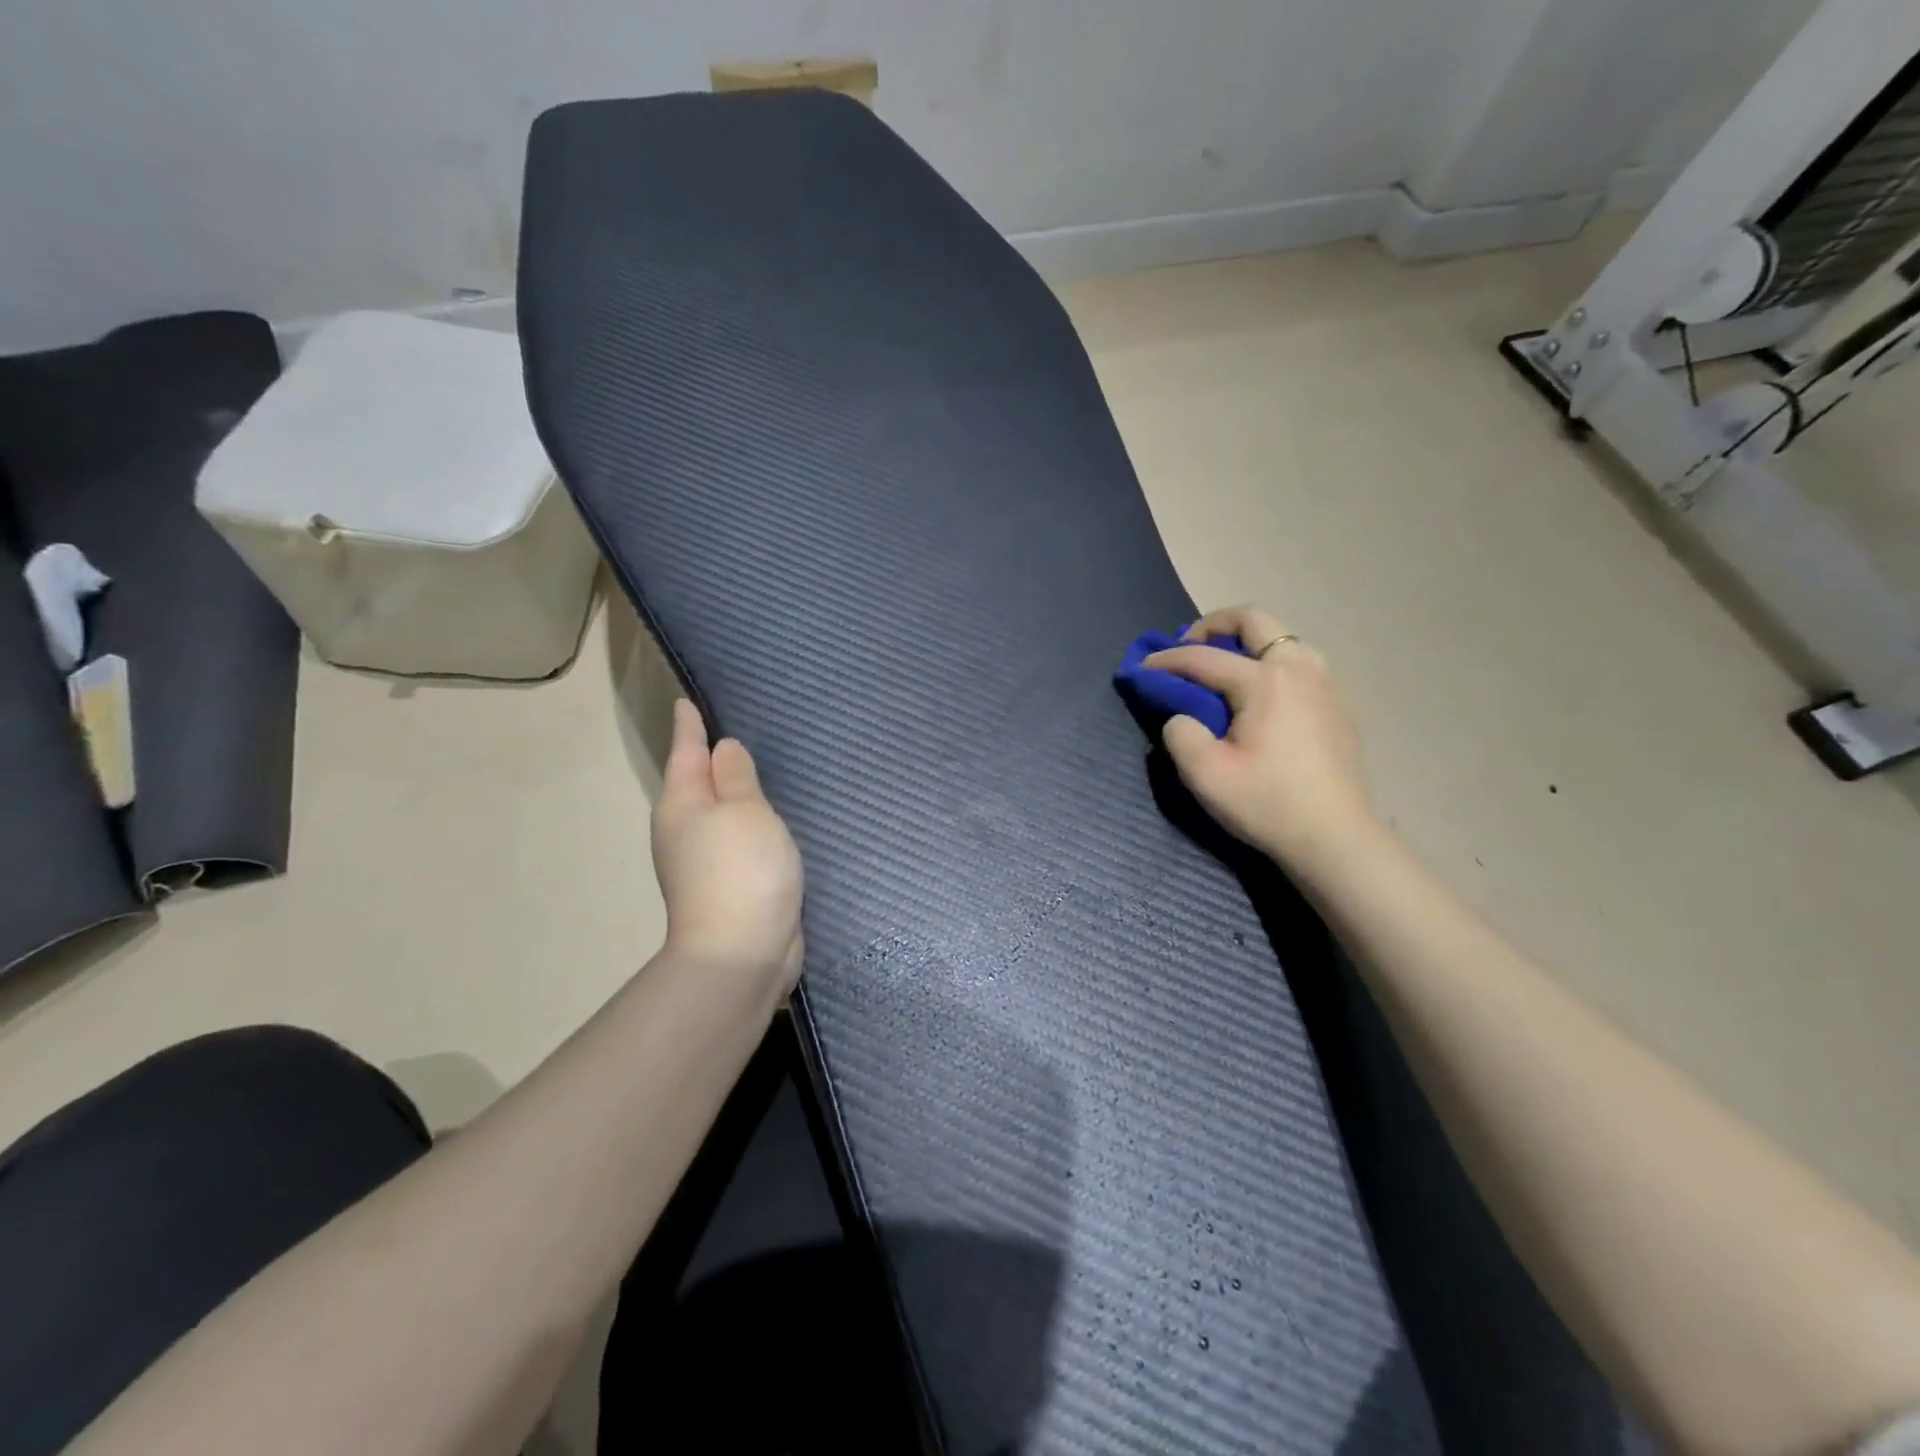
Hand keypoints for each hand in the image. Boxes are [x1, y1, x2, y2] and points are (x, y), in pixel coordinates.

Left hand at [651, 700, 803, 995]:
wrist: (742, 953)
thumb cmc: (742, 869)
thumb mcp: (745, 810)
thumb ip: (736, 777)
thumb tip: (723, 750)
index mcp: (682, 804)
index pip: (686, 751)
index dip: (690, 725)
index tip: (686, 701)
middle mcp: (684, 829)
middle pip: (696, 782)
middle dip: (710, 758)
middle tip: (733, 729)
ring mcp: (702, 861)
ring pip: (718, 813)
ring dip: (732, 793)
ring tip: (755, 770)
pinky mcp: (727, 885)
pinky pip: (736, 839)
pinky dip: (748, 824)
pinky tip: (766, 820)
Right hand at [1145, 605, 1379, 873]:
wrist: (1336, 838)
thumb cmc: (1267, 804)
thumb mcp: (1205, 775)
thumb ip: (1181, 734)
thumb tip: (1183, 717)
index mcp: (1265, 681)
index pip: (1203, 658)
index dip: (1166, 661)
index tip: (1141, 669)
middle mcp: (1299, 668)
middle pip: (1254, 619)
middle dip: (1213, 624)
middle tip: (1188, 646)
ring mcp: (1325, 682)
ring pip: (1282, 637)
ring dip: (1247, 641)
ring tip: (1223, 668)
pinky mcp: (1338, 702)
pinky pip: (1299, 662)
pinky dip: (1270, 662)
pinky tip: (1258, 695)